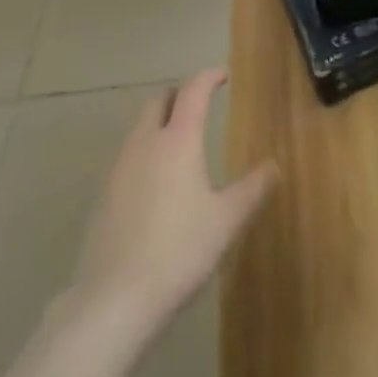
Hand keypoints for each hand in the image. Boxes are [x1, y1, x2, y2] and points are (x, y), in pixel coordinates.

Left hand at [72, 69, 277, 336]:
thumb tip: (274, 165)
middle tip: (197, 107)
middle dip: (179, 96)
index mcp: (178, 139)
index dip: (209, 77)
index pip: (193, 90)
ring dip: (159, 123)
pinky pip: (127, 156)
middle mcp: (146, 142)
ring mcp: (120, 167)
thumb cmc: (179, 251)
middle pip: (159, 100)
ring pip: (140, 127)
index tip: (223, 76)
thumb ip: (252, 189)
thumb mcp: (225, 221)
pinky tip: (154, 184)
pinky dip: (144, 152)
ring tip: (177, 145)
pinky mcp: (103, 195)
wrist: (114, 300)